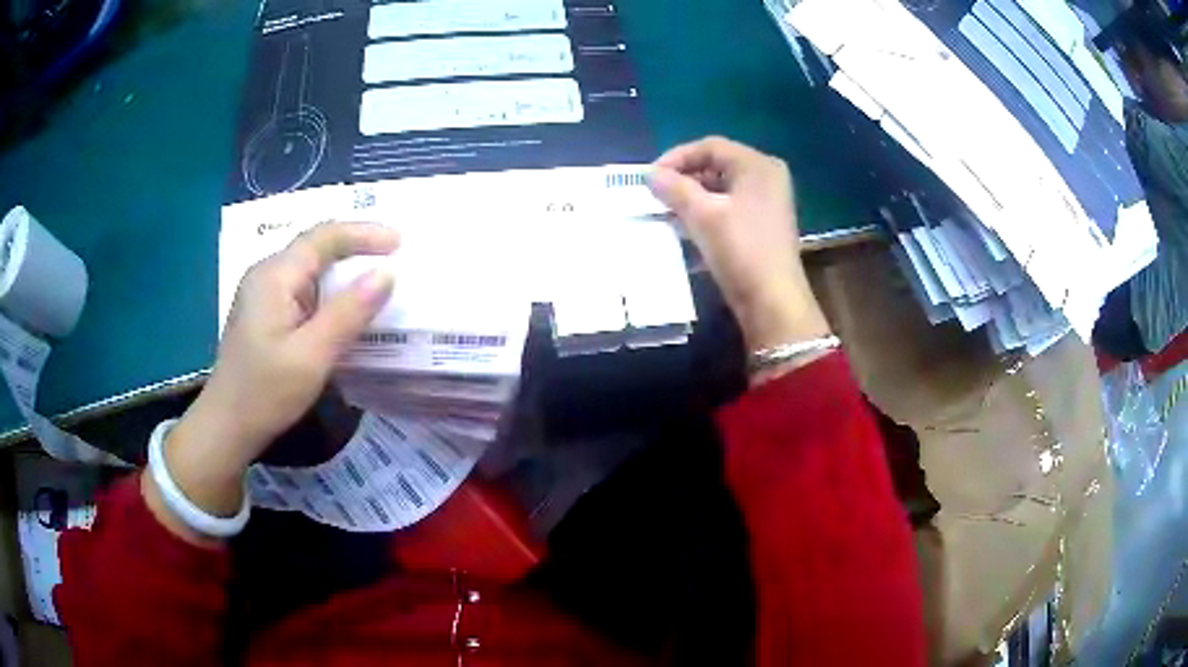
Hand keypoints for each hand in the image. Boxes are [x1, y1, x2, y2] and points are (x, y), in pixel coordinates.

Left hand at [145, 222, 397, 538]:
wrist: (227, 426)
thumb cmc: (266, 393)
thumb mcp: (312, 355)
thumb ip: (348, 313)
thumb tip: (386, 274)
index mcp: (274, 276)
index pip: (323, 237)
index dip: (364, 234)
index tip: (400, 242)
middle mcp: (267, 275)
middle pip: (316, 247)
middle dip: (356, 247)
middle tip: (395, 258)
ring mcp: (263, 295)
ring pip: (310, 269)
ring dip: (344, 271)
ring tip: (378, 281)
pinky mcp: (266, 315)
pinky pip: (304, 290)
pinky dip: (330, 293)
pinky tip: (345, 310)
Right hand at [648, 137, 830, 355]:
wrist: (772, 301)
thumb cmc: (741, 250)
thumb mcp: (703, 215)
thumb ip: (674, 188)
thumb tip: (651, 175)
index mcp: (758, 165)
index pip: (710, 147)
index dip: (677, 157)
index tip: (650, 177)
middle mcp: (766, 177)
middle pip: (716, 165)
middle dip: (683, 178)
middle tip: (656, 194)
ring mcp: (767, 202)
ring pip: (721, 188)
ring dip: (692, 197)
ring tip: (666, 211)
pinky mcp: (762, 225)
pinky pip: (728, 207)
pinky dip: (706, 212)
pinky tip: (685, 227)